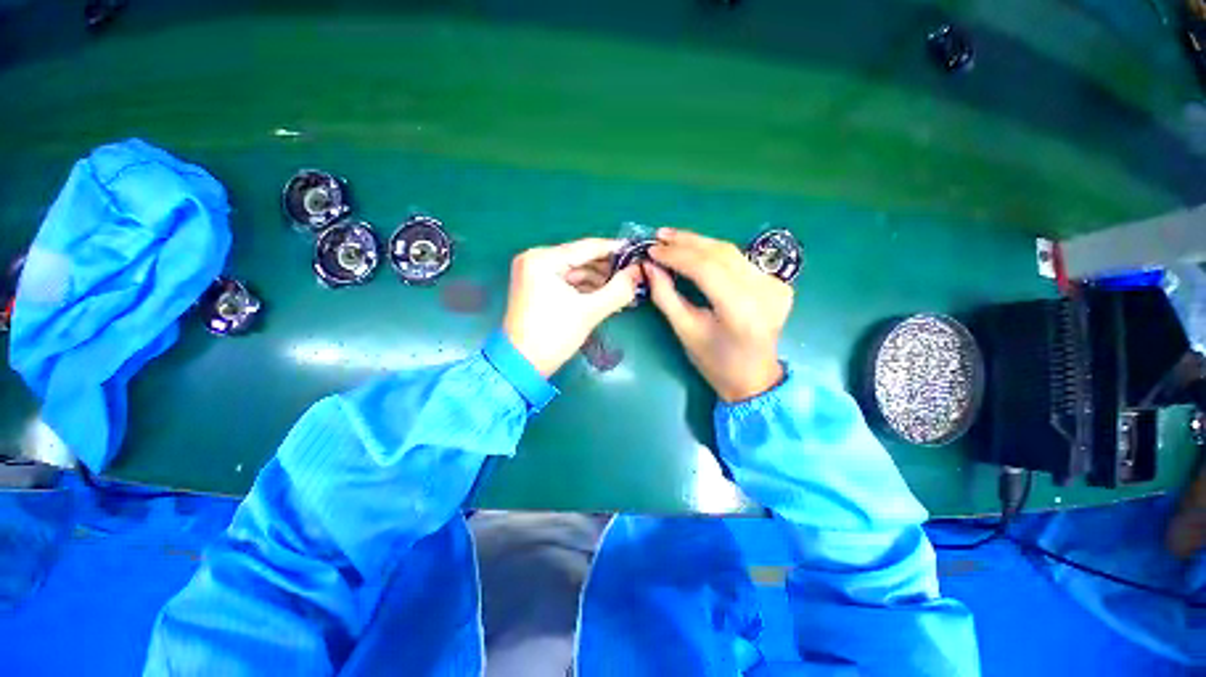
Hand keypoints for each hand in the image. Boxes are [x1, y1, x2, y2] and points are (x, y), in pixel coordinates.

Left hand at [503, 238, 643, 376]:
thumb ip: (618, 290)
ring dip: (599, 282)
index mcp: (543, 259)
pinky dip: (586, 290)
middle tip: (634, 277)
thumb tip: (638, 272)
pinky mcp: (537, 288)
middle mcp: (536, 259)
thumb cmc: (553, 335)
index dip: (615, 250)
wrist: (522, 365)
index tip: (638, 253)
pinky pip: (568, 283)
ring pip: (576, 272)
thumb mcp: (589, 312)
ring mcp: (535, 274)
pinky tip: (606, 297)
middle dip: (608, 270)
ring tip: (624, 291)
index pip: (587, 247)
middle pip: (581, 259)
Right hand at [644, 228, 792, 401]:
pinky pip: (740, 260)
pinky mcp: (778, 283)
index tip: (652, 249)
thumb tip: (649, 266)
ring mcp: (775, 285)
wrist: (754, 377)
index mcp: (741, 310)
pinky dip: (715, 253)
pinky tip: (696, 251)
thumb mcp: (685, 331)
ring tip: (672, 238)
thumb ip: (665, 296)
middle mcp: (764, 292)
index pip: (706, 269)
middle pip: (721, 253)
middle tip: (660, 235)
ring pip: (732, 252)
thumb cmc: (715, 362)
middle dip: (687, 242)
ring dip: (700, 243)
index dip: (677, 255)